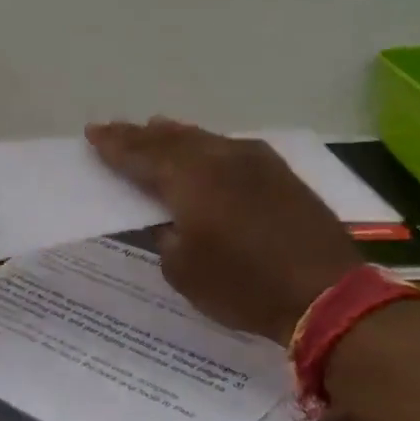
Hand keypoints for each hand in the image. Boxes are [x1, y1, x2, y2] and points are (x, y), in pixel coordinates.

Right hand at [87, 118, 363, 343]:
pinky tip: (205, 147)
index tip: (93, 134)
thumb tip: (170, 220)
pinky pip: (229, 147)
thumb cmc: (244, 285)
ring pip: (202, 138)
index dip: (114, 146)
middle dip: (138, 135)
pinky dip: (207, 145)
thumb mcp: (183, 271)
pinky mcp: (279, 172)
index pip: (140, 155)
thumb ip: (166, 237)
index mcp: (188, 179)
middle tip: (113, 128)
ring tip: (154, 127)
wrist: (326, 293)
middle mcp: (218, 158)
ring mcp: (253, 161)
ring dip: (174, 135)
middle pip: (169, 140)